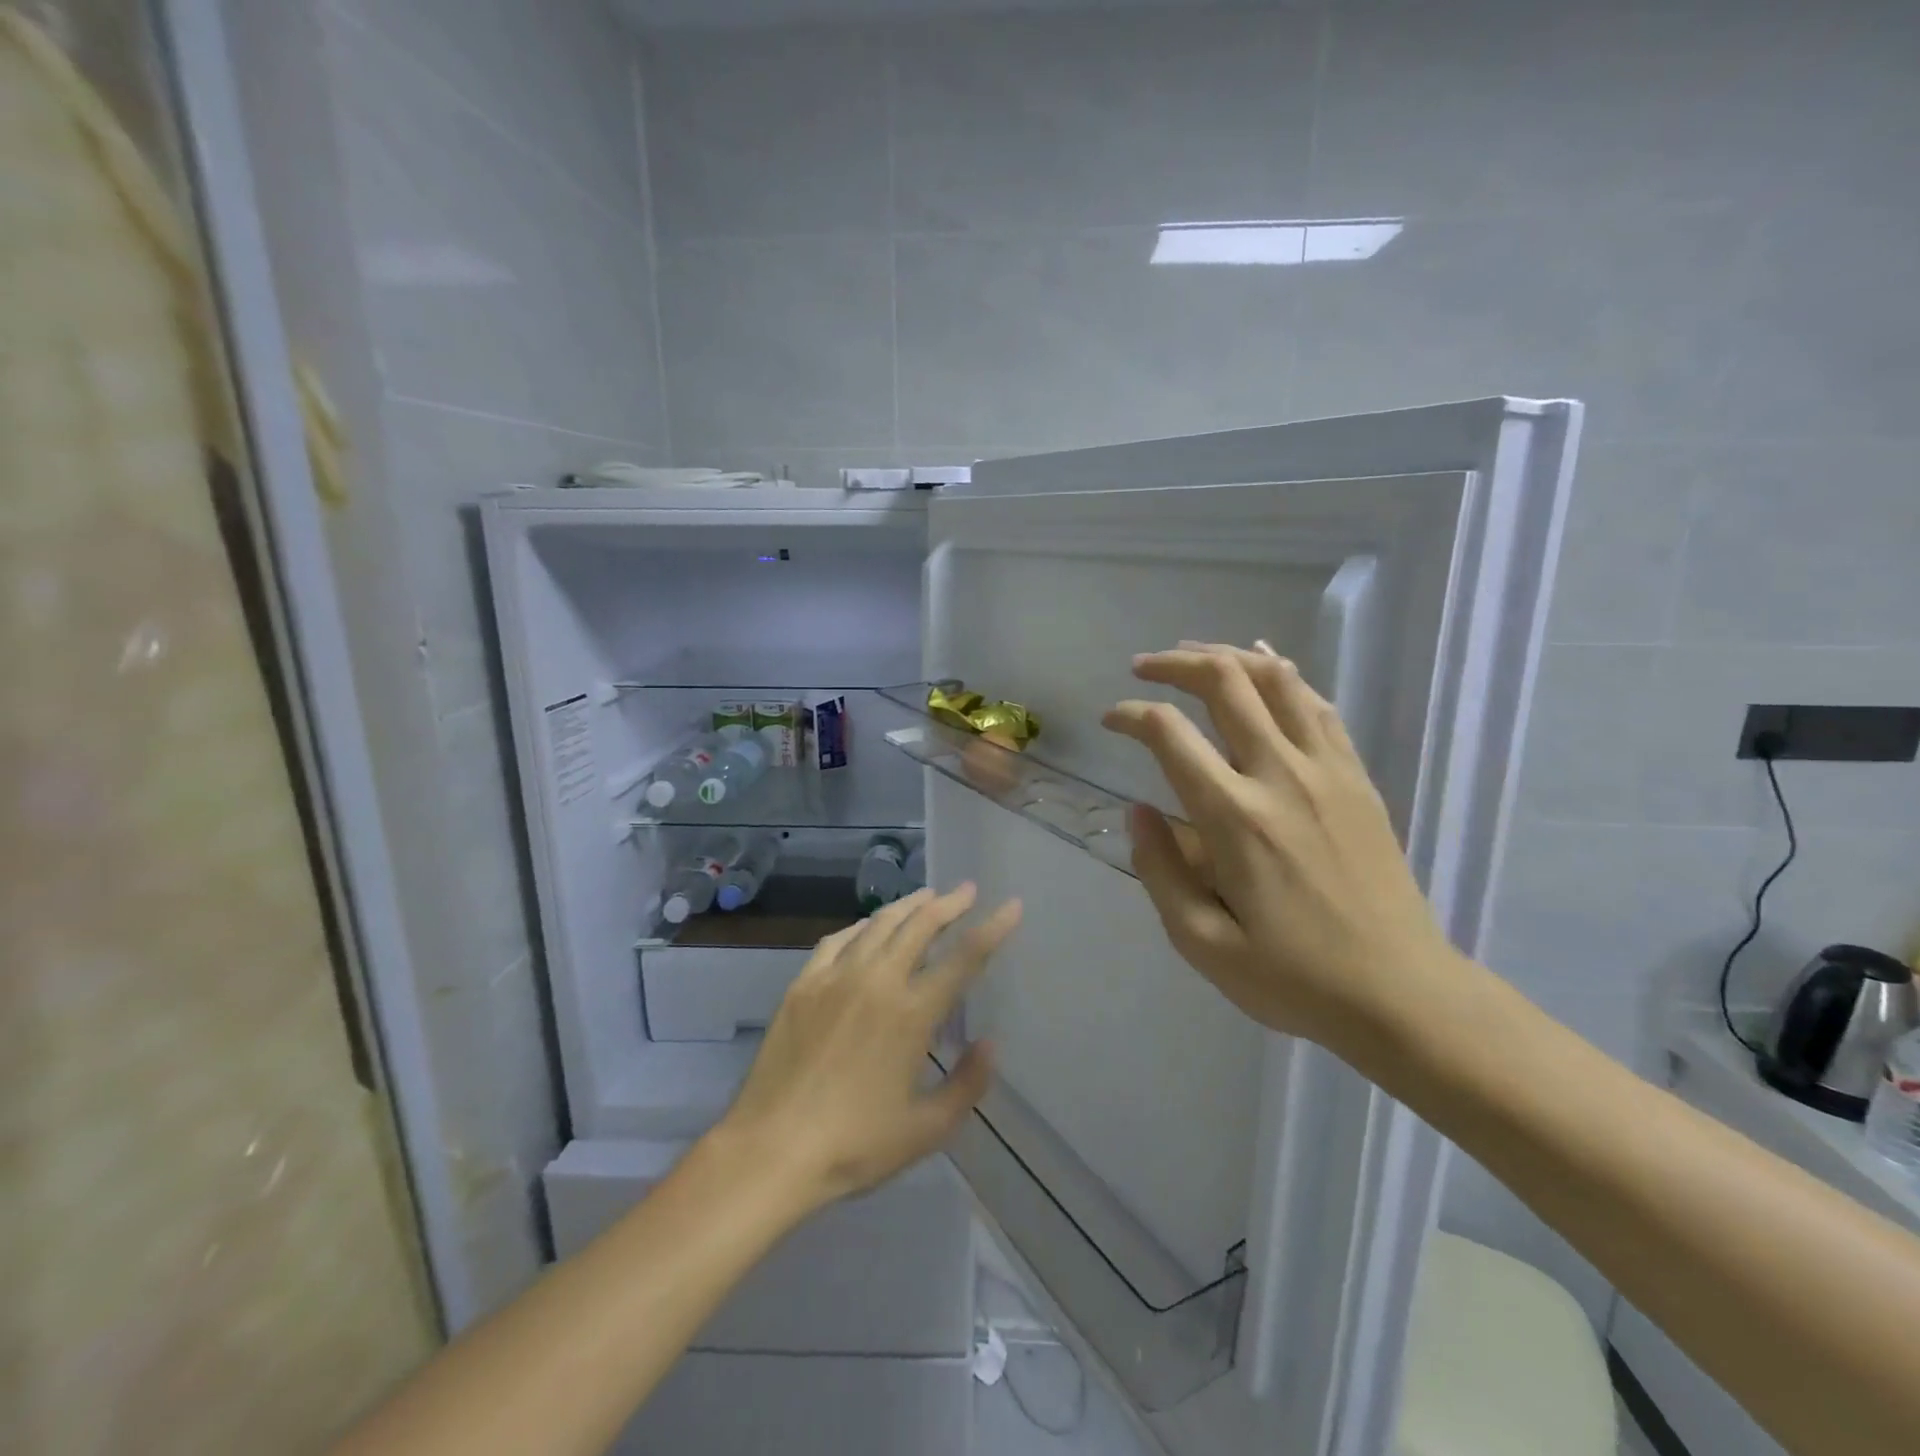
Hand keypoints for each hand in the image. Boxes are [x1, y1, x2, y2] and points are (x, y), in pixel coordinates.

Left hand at [722, 884, 1022, 1210]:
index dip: (993, 928)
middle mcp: (876, 981)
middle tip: (966, 890)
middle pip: (920, 925)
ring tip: (926, 897)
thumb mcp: (926, 1130)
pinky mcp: (803, 984)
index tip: (1011, 905)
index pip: (964, 958)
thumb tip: (990, 1043)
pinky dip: (861, 926)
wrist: (771, 1150)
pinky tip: (867, 928)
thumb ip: (966, 1084)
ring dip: (908, 906)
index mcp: (911, 1013)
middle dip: (949, 903)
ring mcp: (835, 977)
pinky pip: (838, 940)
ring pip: (879, 924)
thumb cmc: (854, 1145)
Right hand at [1102, 642, 1462, 1049]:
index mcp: (1234, 818)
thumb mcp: (1202, 943)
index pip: (1169, 734)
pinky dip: (1284, 675)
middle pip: (1225, 682)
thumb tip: (1136, 811)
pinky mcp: (1358, 777)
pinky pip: (1318, 704)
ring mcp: (1327, 770)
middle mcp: (1280, 775)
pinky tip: (1264, 666)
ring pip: (1276, 679)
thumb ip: (1159, 870)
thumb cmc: (1293, 977)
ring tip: (1194, 656)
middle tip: (1144, 667)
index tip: (1111, 719)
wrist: (1402, 995)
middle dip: (1175, 663)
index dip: (1131, 715)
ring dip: (1228, 656)